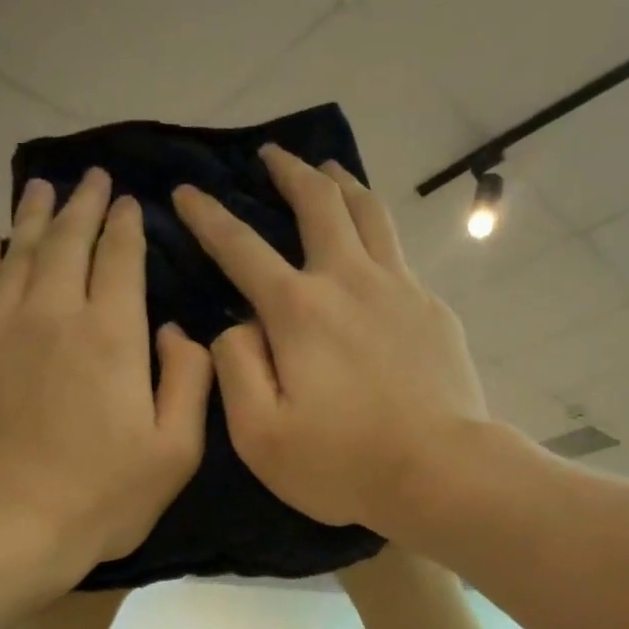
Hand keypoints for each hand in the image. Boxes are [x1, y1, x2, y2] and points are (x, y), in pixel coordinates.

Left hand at [0, 169, 211, 570]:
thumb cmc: (103, 496)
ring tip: (42, 188)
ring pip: (17, 251)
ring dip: (33, 215)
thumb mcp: (177, 450)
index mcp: (111, 334)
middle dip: (82, 204)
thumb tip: (173, 330)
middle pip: (66, 240)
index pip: (120, 257)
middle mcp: (52, 313)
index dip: (126, 224)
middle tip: (91, 178)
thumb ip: (190, 380)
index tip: (128, 202)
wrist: (8, 526)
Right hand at [172, 145, 487, 531]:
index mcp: (298, 310)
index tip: (188, 192)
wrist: (440, 472)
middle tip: (272, 155)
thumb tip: (237, 325)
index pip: (241, 248)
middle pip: (319, 205)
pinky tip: (373, 250)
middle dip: (289, 172)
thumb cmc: (342, 463)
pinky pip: (399, 255)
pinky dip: (377, 234)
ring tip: (328, 170)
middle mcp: (349, 281)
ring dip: (342, 184)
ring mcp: (400, 290)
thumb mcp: (260, 434)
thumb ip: (235, 369)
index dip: (209, 217)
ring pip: (369, 214)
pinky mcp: (433, 310)